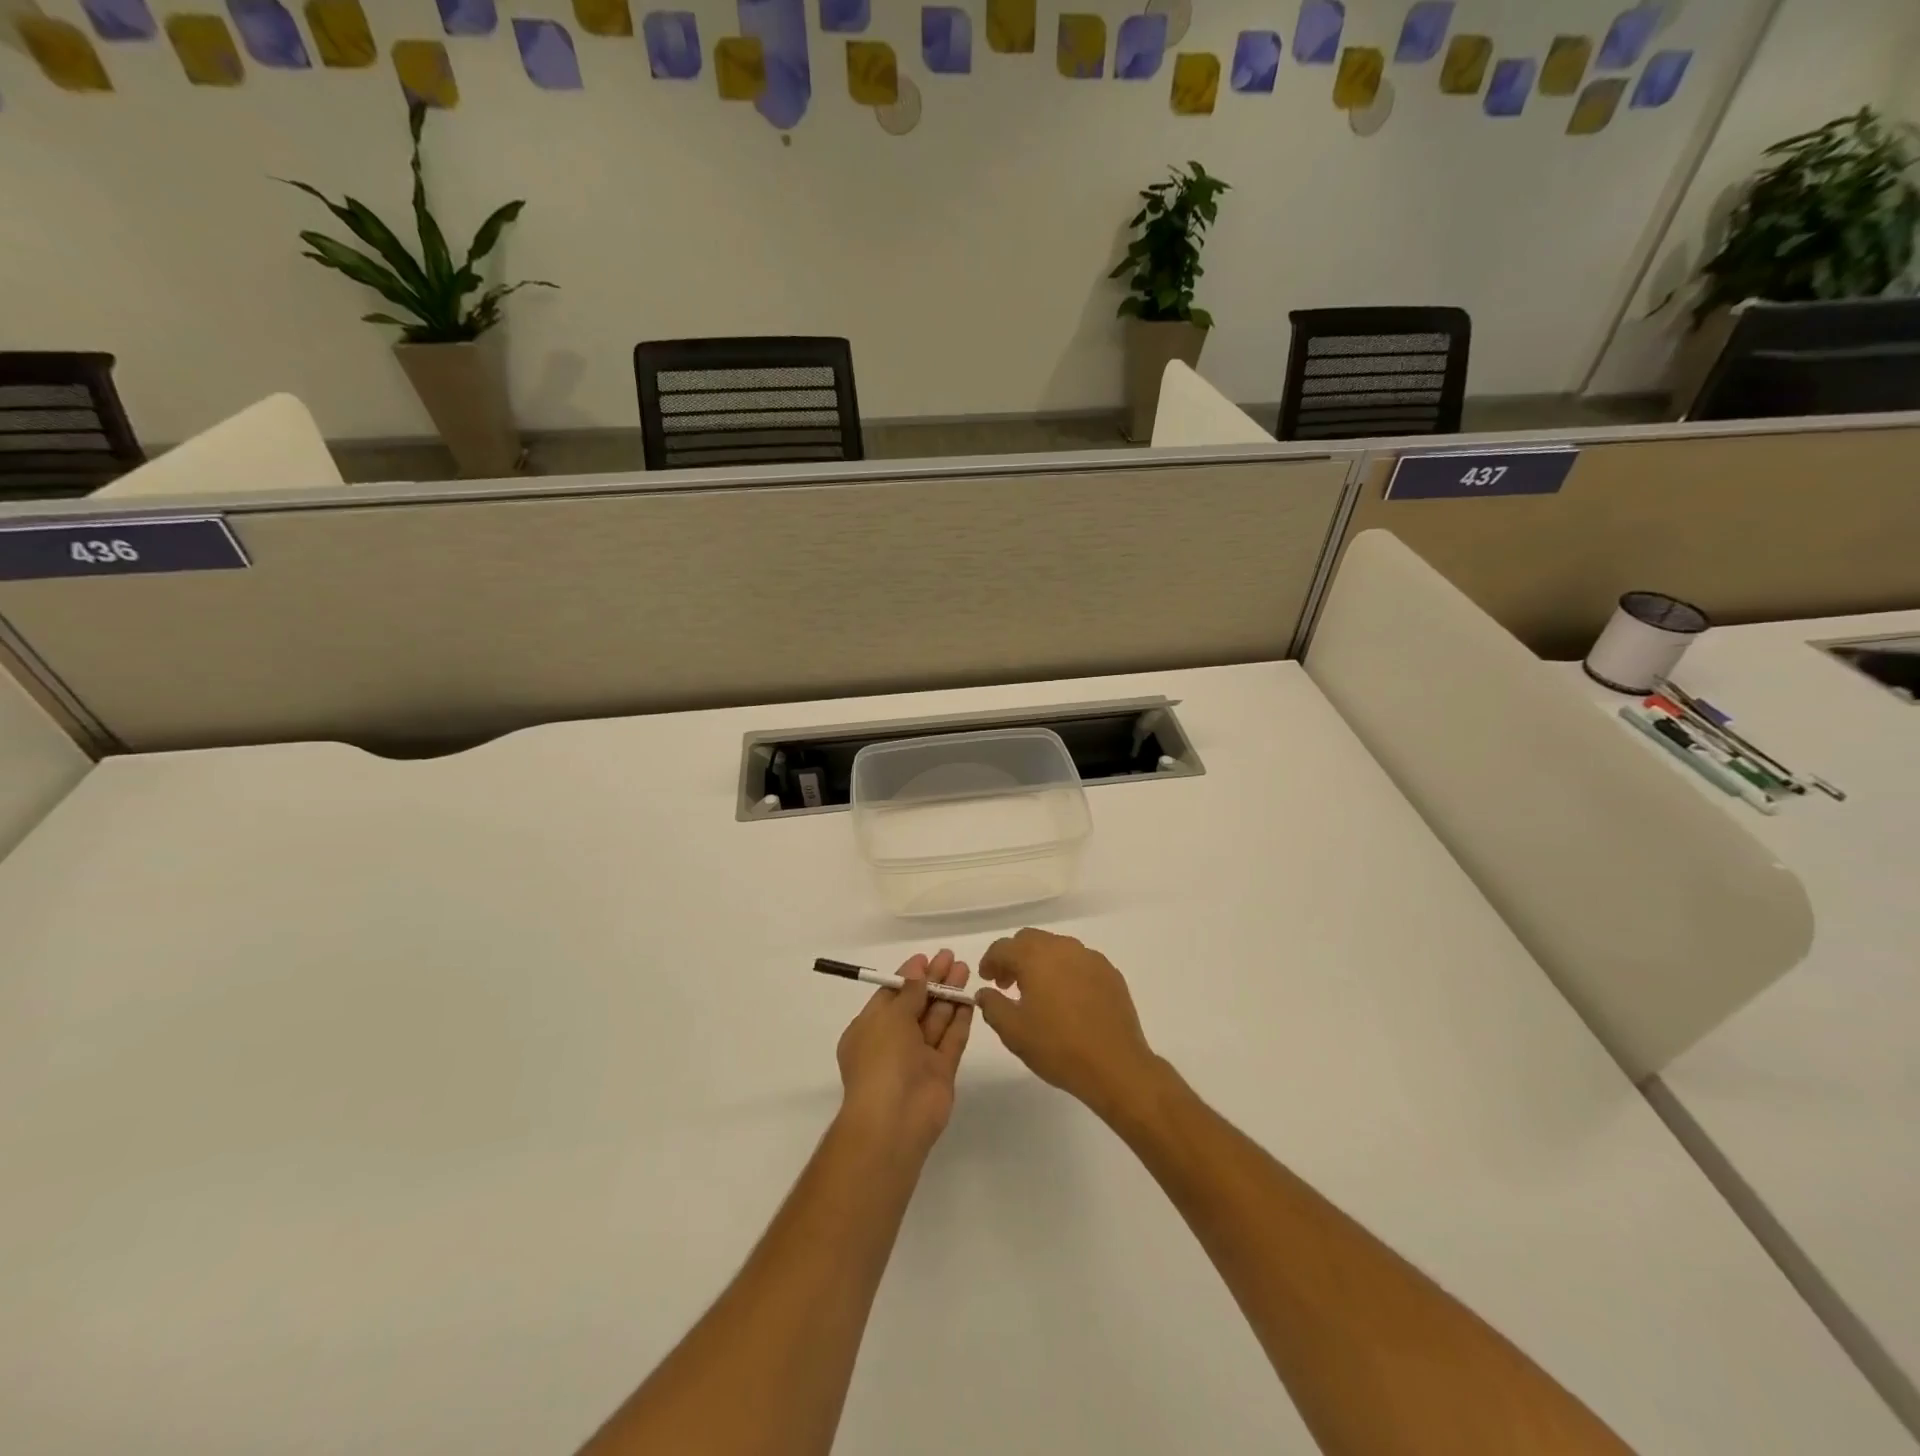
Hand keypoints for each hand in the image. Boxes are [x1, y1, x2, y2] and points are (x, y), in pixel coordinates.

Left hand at [835, 950, 972, 1158]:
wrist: (895, 1119)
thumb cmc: (882, 1060)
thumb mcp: (890, 1017)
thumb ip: (909, 992)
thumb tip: (916, 969)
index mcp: (869, 1029)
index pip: (891, 996)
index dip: (909, 976)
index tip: (927, 957)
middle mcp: (893, 1042)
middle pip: (916, 1004)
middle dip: (933, 980)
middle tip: (951, 957)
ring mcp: (918, 1058)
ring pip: (936, 1020)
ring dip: (949, 995)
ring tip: (965, 969)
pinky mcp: (941, 1072)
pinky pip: (951, 1040)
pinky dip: (960, 1020)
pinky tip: (971, 999)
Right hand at [976, 929, 1158, 1118]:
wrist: (1115, 1065)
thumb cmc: (1058, 1047)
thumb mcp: (1013, 1032)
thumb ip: (992, 1006)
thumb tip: (984, 992)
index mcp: (1035, 957)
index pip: (1003, 947)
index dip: (990, 961)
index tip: (987, 980)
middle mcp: (1063, 947)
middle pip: (1030, 940)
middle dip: (1014, 957)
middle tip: (1008, 984)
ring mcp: (1090, 957)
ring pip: (1056, 948)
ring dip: (1040, 962)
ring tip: (1037, 992)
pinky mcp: (1110, 972)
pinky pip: (1079, 961)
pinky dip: (1065, 971)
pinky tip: (1067, 998)